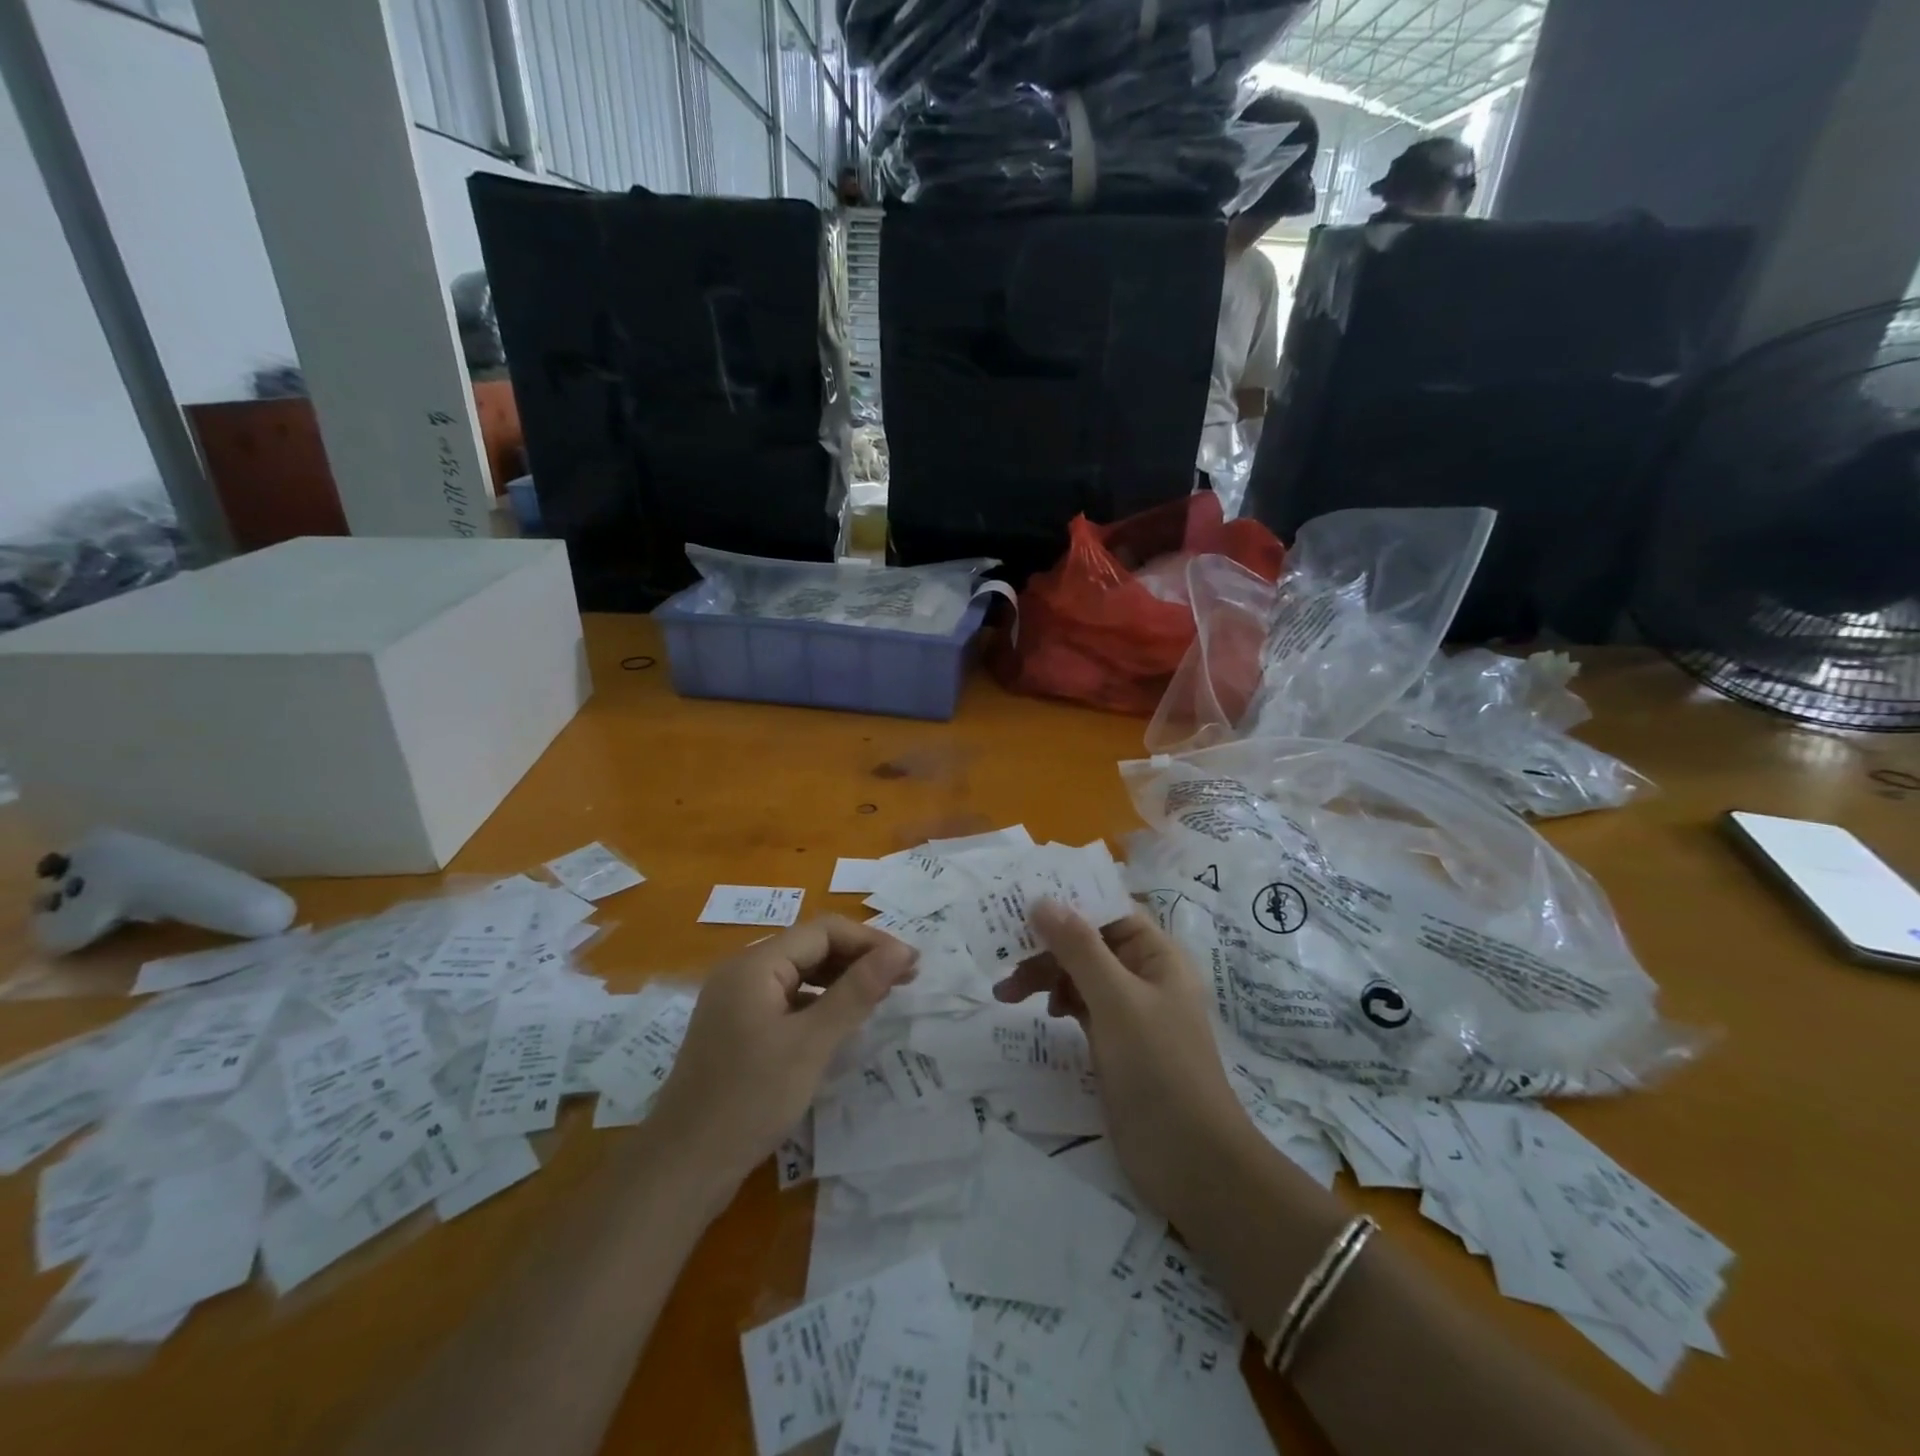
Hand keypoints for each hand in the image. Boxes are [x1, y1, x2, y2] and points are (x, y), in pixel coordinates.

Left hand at [648, 917, 915, 1198]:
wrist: (681, 1169)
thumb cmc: (749, 1100)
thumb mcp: (811, 1044)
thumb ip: (857, 992)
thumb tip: (901, 950)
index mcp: (755, 964)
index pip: (824, 931)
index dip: (871, 942)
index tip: (911, 964)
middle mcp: (743, 972)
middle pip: (811, 947)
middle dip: (859, 958)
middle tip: (905, 980)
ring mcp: (737, 1002)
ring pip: (800, 974)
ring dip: (842, 980)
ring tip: (882, 997)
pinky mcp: (738, 1029)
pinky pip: (787, 999)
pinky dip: (819, 1003)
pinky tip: (842, 1023)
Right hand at [992, 902, 1254, 1224]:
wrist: (1189, 1161)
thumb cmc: (1158, 1068)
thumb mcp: (1116, 1000)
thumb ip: (1079, 948)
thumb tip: (1043, 900)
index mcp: (1158, 955)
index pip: (1109, 911)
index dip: (1069, 902)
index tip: (1022, 900)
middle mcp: (1145, 975)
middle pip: (1089, 942)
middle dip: (1047, 947)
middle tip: (1003, 956)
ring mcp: (1130, 1011)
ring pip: (1080, 975)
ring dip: (1045, 976)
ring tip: (1005, 994)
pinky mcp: (1115, 1042)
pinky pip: (1081, 1005)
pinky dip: (1059, 1001)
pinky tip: (1045, 1013)